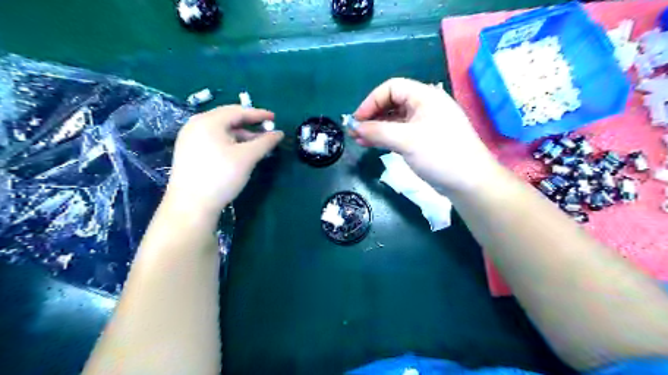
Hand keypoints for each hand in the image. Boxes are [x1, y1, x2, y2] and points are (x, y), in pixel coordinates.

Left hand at [168, 104, 284, 216]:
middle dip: (250, 124)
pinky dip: (230, 142)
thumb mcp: (247, 157)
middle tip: (267, 131)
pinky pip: (214, 139)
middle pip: (228, 119)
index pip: (238, 111)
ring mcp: (190, 138)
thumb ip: (265, 142)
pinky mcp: (189, 151)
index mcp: (209, 121)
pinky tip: (240, 152)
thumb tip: (279, 133)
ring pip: (221, 131)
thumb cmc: (221, 176)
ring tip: (257, 144)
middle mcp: (196, 125)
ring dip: (241, 135)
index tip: (274, 118)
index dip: (258, 114)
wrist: (191, 205)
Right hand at [354, 76, 500, 193]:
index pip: (391, 88)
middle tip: (355, 131)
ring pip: (395, 120)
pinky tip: (372, 144)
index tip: (357, 119)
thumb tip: (354, 127)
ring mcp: (424, 124)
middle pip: (392, 103)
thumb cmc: (440, 154)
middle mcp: (424, 106)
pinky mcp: (424, 140)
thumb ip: (378, 131)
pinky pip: (400, 133)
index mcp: (425, 96)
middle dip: (372, 116)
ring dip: (376, 128)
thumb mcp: (406, 140)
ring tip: (358, 140)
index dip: (371, 101)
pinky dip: (385, 137)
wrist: (468, 182)